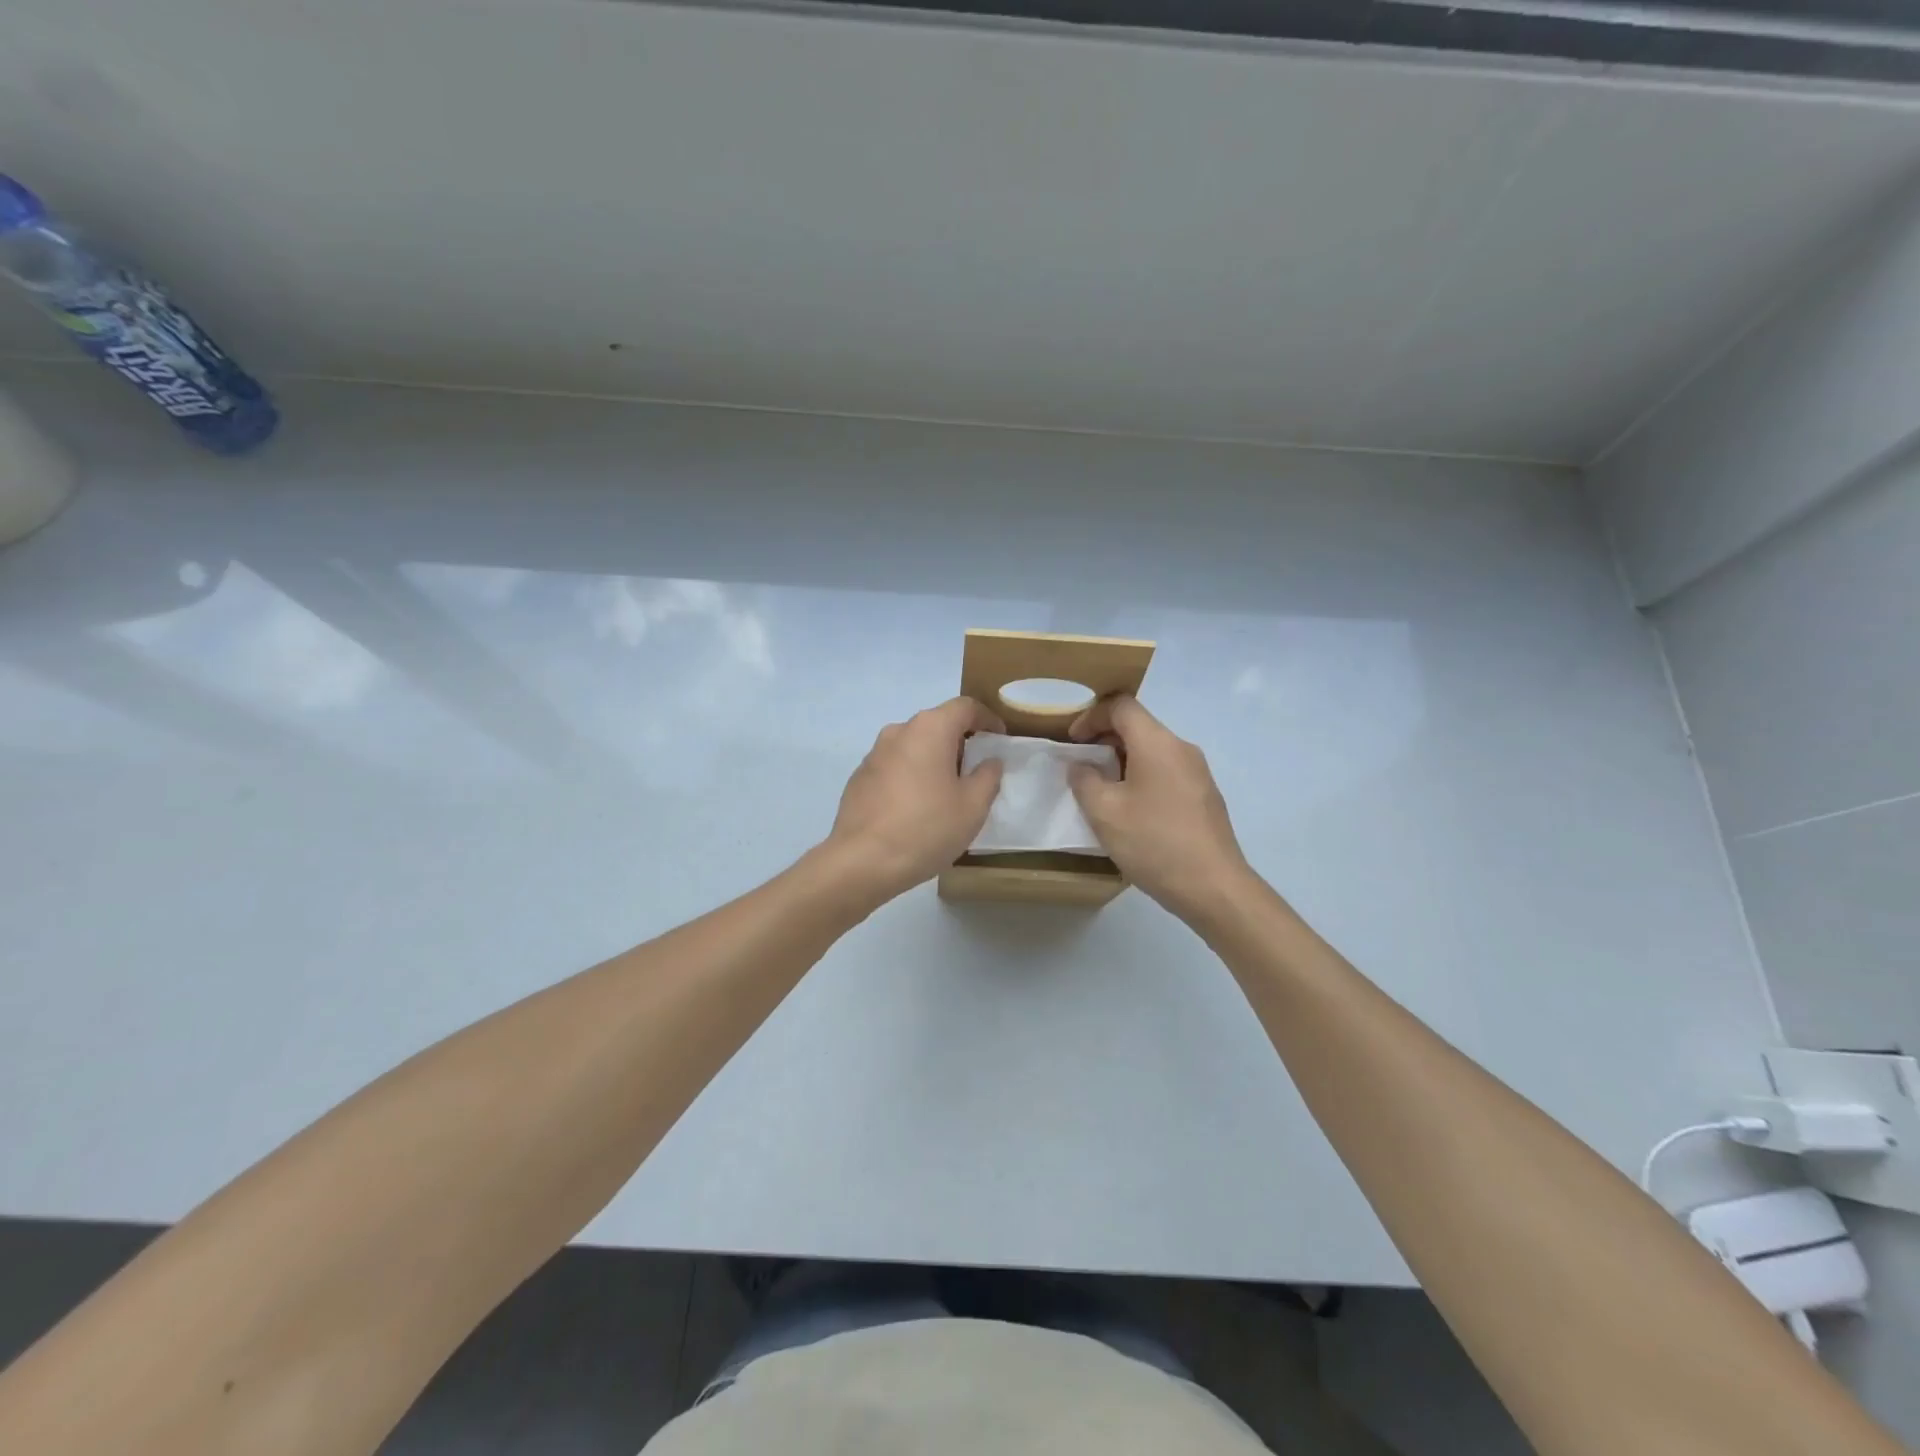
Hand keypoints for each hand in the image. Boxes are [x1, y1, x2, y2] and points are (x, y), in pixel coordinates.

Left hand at [824, 697, 1006, 902]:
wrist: (862, 862)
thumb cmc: (926, 828)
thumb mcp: (973, 806)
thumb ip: (988, 776)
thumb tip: (989, 761)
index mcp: (930, 729)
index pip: (965, 707)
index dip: (988, 719)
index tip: (1000, 739)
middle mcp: (899, 731)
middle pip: (937, 725)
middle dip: (960, 742)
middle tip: (976, 772)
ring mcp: (874, 754)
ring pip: (914, 746)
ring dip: (934, 761)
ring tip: (946, 794)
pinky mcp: (859, 778)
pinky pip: (894, 767)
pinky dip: (911, 777)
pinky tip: (916, 809)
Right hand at [1066, 695, 1253, 921]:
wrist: (1213, 887)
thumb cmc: (1153, 842)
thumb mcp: (1104, 812)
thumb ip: (1084, 781)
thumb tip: (1081, 766)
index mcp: (1157, 743)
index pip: (1122, 706)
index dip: (1091, 716)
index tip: (1073, 742)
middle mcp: (1181, 748)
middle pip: (1139, 726)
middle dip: (1105, 739)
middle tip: (1082, 767)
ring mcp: (1198, 772)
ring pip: (1153, 751)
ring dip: (1123, 761)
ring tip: (1102, 791)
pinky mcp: (1205, 796)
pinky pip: (1167, 772)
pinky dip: (1142, 777)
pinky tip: (1132, 812)